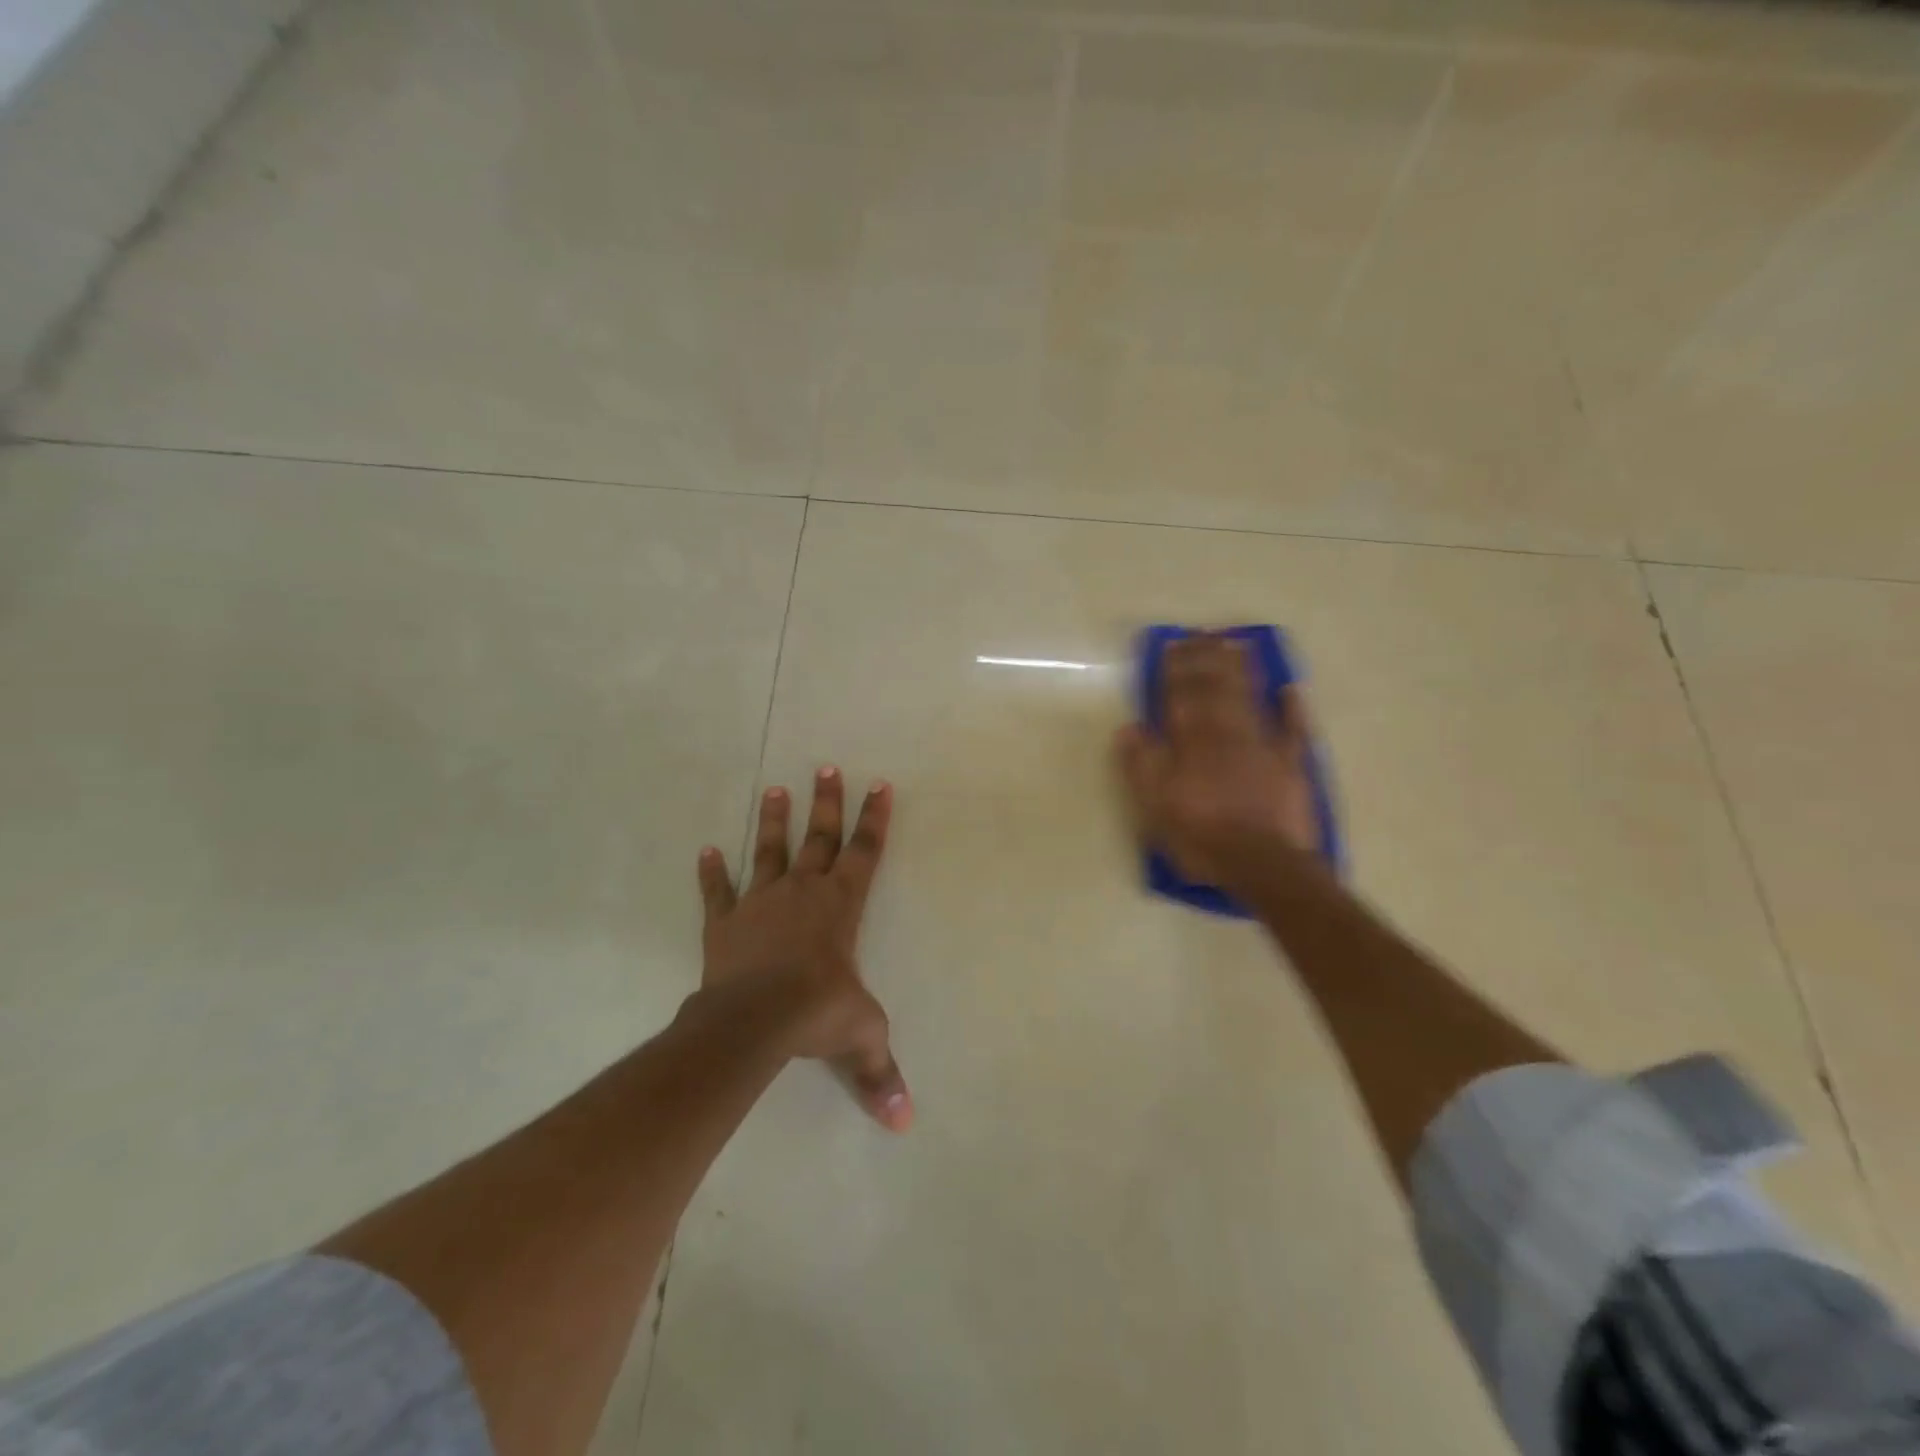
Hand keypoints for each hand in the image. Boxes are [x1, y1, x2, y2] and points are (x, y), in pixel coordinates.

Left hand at [695, 769, 911, 1131]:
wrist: (752, 1020)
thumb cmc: (815, 1014)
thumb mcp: (859, 1036)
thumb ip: (879, 1072)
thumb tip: (905, 1124)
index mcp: (840, 906)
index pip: (864, 852)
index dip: (874, 819)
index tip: (879, 784)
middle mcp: (803, 893)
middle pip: (820, 837)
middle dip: (827, 802)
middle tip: (826, 766)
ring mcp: (761, 903)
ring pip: (771, 851)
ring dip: (775, 822)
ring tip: (774, 788)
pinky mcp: (726, 922)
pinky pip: (719, 892)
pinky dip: (712, 873)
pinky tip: (707, 850)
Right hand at [1116, 633, 1318, 896]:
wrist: (1263, 863)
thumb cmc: (1202, 836)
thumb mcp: (1156, 806)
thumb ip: (1143, 764)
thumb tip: (1129, 727)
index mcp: (1192, 743)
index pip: (1182, 696)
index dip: (1177, 669)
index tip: (1174, 643)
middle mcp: (1227, 734)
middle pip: (1216, 689)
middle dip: (1207, 659)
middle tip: (1203, 633)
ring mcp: (1263, 747)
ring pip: (1250, 698)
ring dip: (1242, 669)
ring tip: (1235, 643)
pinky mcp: (1291, 765)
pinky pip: (1294, 730)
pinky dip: (1293, 708)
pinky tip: (1290, 689)